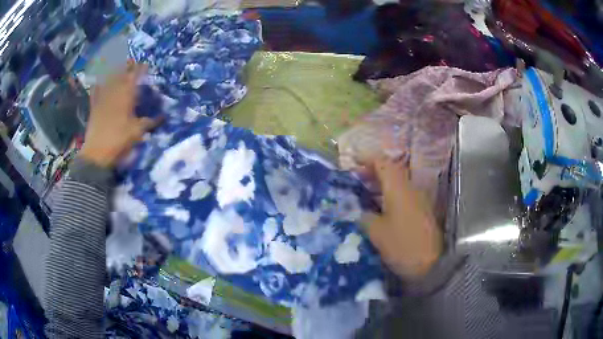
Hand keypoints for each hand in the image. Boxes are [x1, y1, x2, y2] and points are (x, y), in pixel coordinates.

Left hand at [80, 63, 160, 167]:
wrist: (97, 153)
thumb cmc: (119, 140)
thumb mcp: (137, 132)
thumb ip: (149, 122)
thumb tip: (163, 117)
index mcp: (126, 95)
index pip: (135, 77)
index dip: (141, 69)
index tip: (146, 65)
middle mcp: (114, 92)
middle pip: (121, 74)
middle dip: (127, 66)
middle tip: (131, 60)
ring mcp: (102, 98)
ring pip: (108, 79)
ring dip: (113, 71)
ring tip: (117, 64)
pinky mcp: (94, 107)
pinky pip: (95, 92)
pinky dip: (97, 85)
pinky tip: (97, 81)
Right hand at [364, 158, 442, 278]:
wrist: (433, 264)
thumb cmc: (403, 245)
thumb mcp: (377, 233)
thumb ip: (365, 217)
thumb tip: (362, 212)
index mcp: (398, 188)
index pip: (382, 163)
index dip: (366, 159)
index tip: (352, 163)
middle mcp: (410, 188)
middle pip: (391, 171)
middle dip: (372, 172)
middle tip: (356, 180)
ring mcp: (419, 199)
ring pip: (397, 184)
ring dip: (381, 185)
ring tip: (365, 194)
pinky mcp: (422, 211)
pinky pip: (403, 196)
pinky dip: (389, 196)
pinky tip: (380, 209)